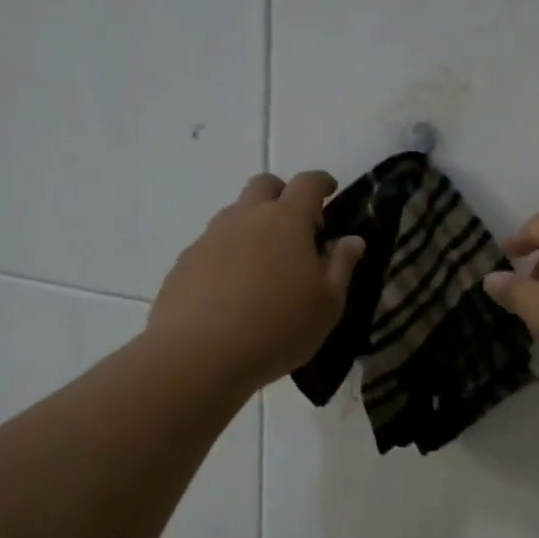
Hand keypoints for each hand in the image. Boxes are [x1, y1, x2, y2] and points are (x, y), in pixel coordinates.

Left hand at [150, 172, 364, 392]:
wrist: (198, 355)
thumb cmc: (278, 328)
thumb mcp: (327, 304)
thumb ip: (341, 266)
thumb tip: (352, 240)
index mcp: (287, 221)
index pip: (308, 183)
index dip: (322, 182)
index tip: (330, 190)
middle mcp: (247, 217)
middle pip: (264, 185)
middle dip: (282, 194)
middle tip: (296, 226)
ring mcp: (211, 237)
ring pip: (236, 214)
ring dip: (254, 224)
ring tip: (265, 263)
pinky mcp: (185, 261)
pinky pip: (212, 244)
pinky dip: (228, 253)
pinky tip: (233, 289)